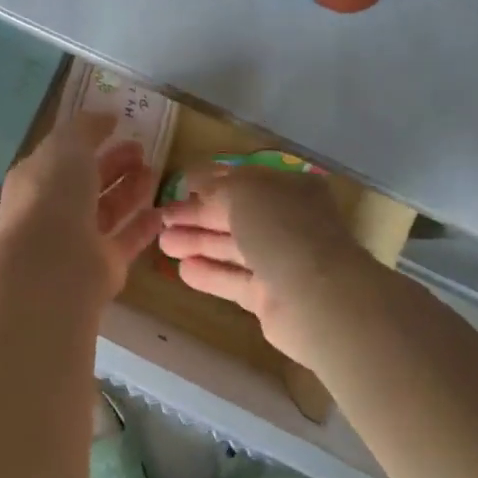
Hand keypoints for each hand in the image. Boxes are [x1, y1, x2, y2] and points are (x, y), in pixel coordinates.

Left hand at [0, 112, 164, 306]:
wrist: (52, 266)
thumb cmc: (53, 195)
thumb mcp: (66, 146)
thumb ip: (86, 128)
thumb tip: (106, 116)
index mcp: (36, 178)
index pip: (63, 155)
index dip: (89, 139)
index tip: (118, 126)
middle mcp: (53, 209)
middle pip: (87, 182)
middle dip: (114, 164)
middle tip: (142, 149)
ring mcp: (77, 240)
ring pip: (107, 210)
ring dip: (130, 190)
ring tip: (156, 171)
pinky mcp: (102, 267)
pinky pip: (126, 240)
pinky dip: (143, 225)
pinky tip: (163, 210)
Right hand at [157, 166, 368, 365]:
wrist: (316, 297)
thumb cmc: (280, 228)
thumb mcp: (243, 192)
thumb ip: (217, 187)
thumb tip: (197, 184)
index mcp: (289, 189)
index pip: (244, 180)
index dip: (211, 180)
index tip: (180, 184)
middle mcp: (288, 222)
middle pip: (235, 215)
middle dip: (197, 215)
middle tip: (161, 217)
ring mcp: (281, 261)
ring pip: (232, 248)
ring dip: (198, 242)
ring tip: (162, 243)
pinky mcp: (270, 297)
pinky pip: (234, 280)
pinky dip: (210, 274)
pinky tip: (182, 270)